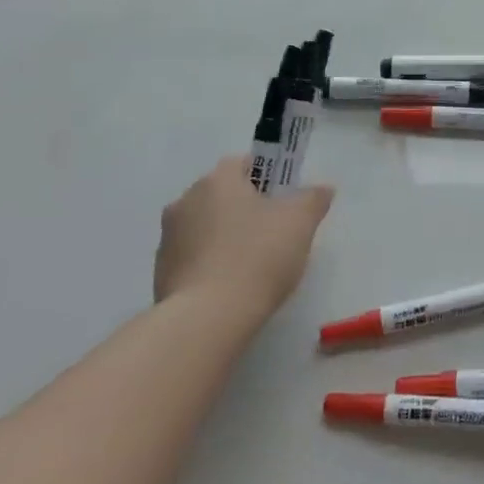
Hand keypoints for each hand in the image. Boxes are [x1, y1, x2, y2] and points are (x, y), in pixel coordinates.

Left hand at [156, 157, 333, 321]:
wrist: (207, 319)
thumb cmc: (257, 256)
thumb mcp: (300, 222)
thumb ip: (313, 199)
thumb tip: (323, 188)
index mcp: (217, 180)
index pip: (243, 163)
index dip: (267, 179)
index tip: (283, 202)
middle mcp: (185, 201)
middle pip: (222, 195)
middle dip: (245, 208)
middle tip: (273, 234)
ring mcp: (168, 238)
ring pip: (205, 226)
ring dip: (225, 236)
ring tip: (251, 265)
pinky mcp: (160, 272)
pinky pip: (193, 257)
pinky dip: (210, 264)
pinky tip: (230, 286)